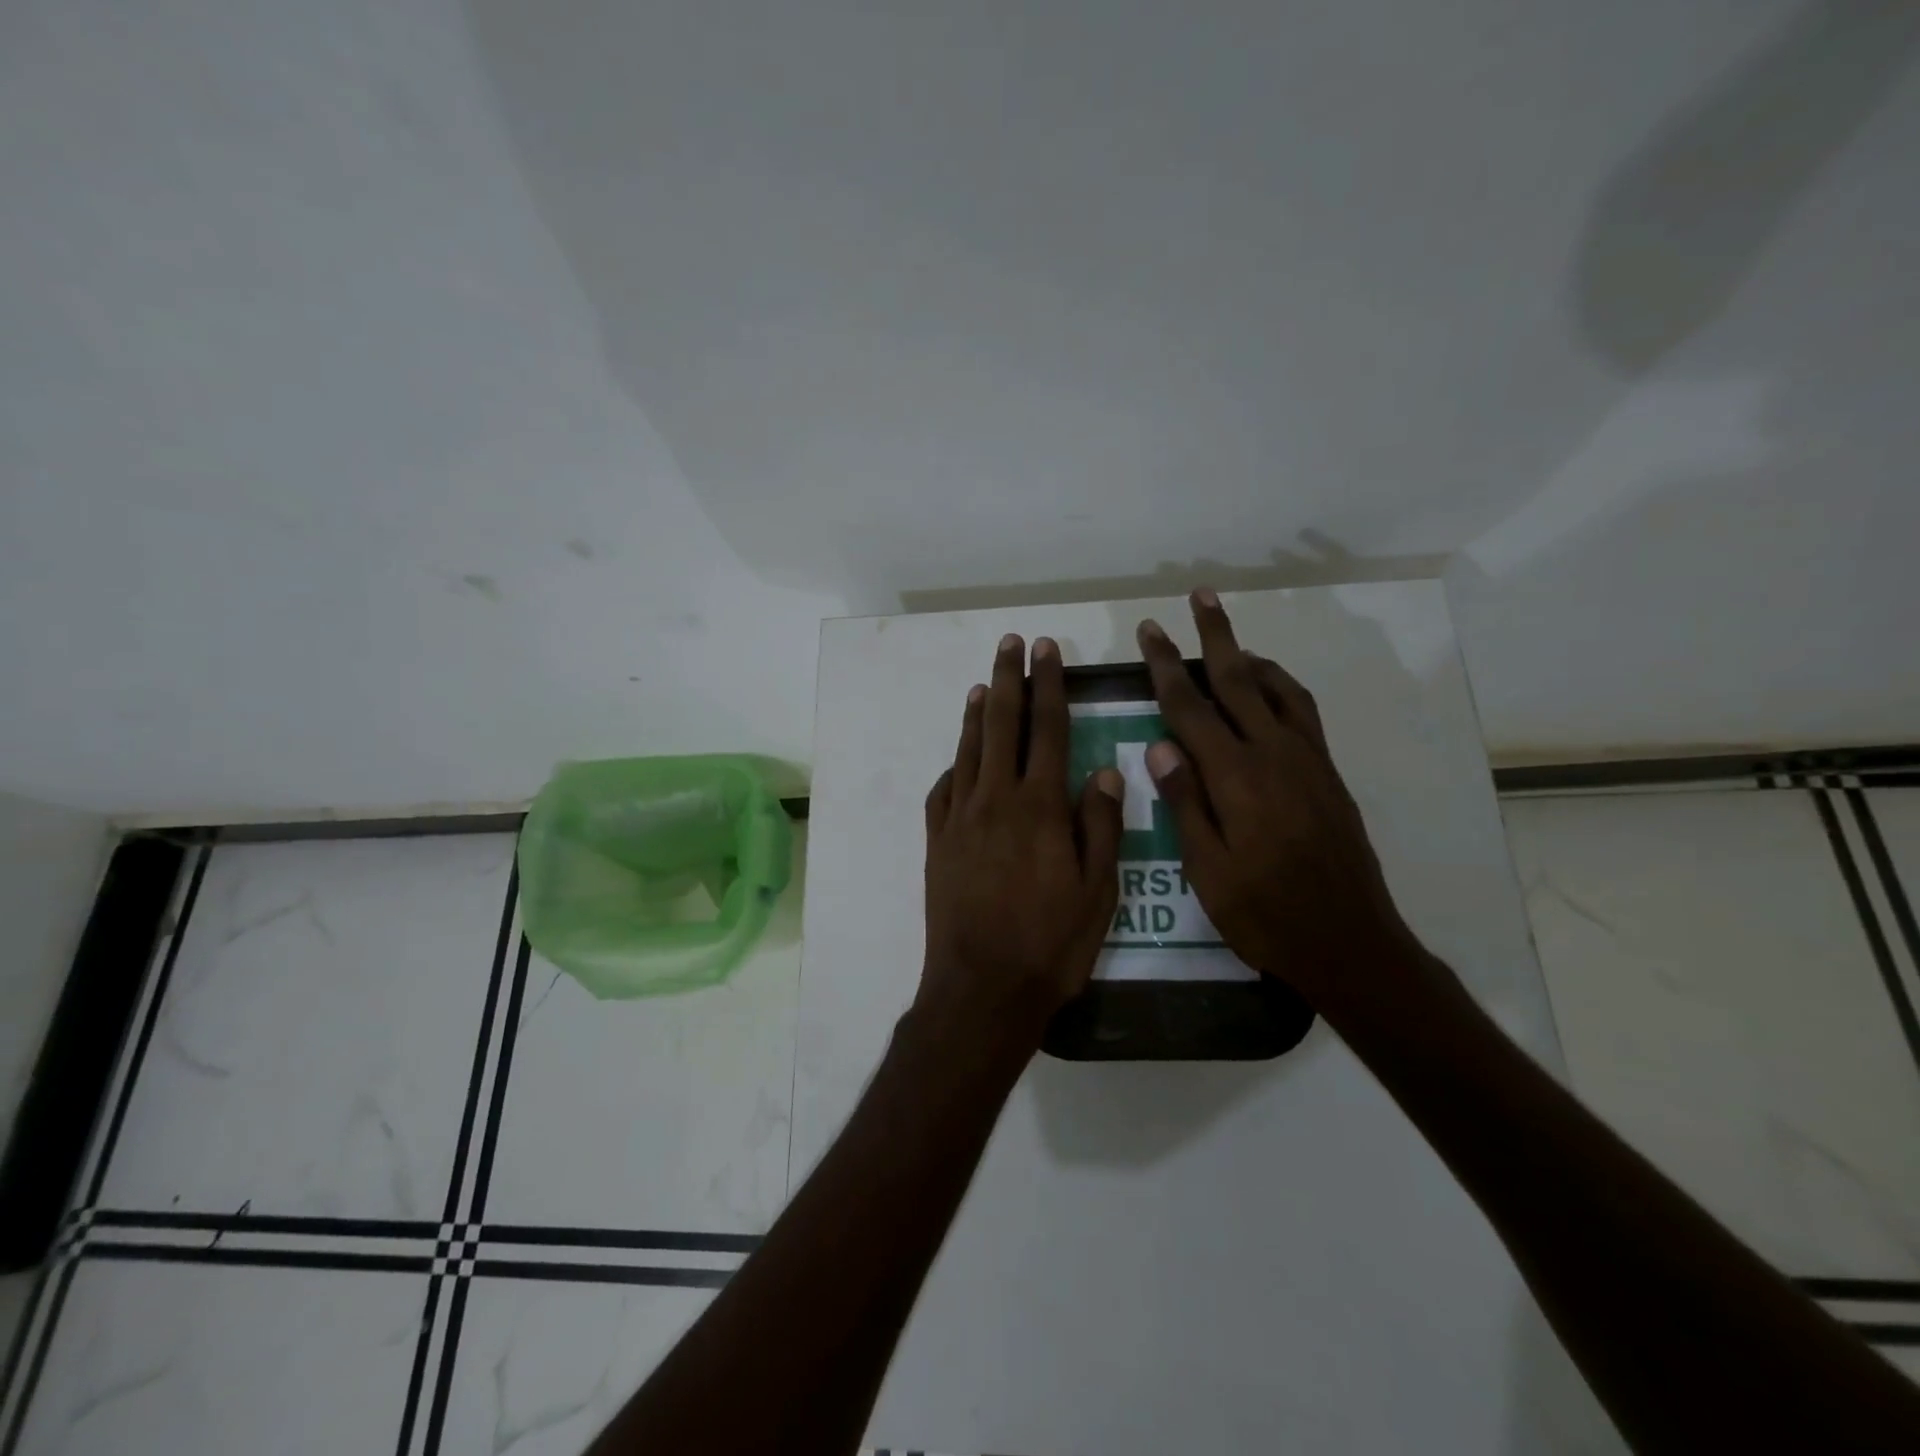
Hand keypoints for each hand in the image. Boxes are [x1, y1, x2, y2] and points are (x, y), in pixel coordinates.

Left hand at [919, 633, 1124, 1054]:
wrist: (982, 988)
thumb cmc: (1051, 944)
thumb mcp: (1098, 892)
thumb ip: (1101, 826)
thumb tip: (1104, 771)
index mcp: (1040, 806)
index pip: (1047, 729)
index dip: (1049, 685)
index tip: (1046, 651)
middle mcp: (996, 800)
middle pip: (1003, 726)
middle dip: (1009, 680)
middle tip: (1011, 644)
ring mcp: (960, 819)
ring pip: (969, 751)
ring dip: (978, 714)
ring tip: (984, 683)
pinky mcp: (937, 842)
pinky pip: (942, 791)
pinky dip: (953, 766)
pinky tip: (958, 759)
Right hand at [1135, 591, 1419, 1011]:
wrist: (1350, 942)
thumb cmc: (1265, 914)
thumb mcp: (1208, 870)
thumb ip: (1185, 803)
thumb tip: (1160, 745)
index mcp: (1236, 778)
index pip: (1190, 708)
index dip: (1166, 667)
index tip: (1150, 631)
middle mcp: (1274, 755)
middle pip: (1238, 680)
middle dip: (1214, 636)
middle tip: (1200, 596)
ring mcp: (1307, 761)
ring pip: (1276, 688)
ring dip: (1250, 655)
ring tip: (1230, 639)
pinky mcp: (1327, 774)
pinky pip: (1302, 711)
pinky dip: (1281, 686)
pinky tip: (1268, 690)